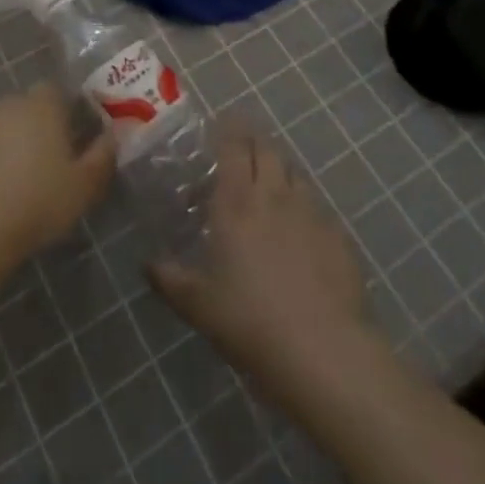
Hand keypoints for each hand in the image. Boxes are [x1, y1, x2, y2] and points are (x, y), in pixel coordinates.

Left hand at [0, 85, 114, 271]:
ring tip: (1, 184)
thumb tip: (112, 135)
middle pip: (20, 108)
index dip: (59, 112)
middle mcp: (4, 103)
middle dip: (27, 129)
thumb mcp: (84, 189)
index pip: (53, 91)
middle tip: (35, 168)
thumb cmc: (37, 205)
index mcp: (40, 106)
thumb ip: (102, 157)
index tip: (64, 140)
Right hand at [150, 133, 377, 406]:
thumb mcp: (198, 306)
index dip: (228, 131)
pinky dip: (304, 207)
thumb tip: (146, 263)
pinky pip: (317, 206)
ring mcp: (311, 212)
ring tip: (268, 191)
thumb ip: (169, 279)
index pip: (234, 145)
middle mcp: (274, 195)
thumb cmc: (250, 323)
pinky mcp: (338, 235)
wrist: (325, 353)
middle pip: (267, 149)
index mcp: (236, 202)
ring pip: (293, 173)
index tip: (219, 129)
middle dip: (253, 144)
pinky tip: (300, 234)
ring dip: (279, 172)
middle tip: (240, 158)